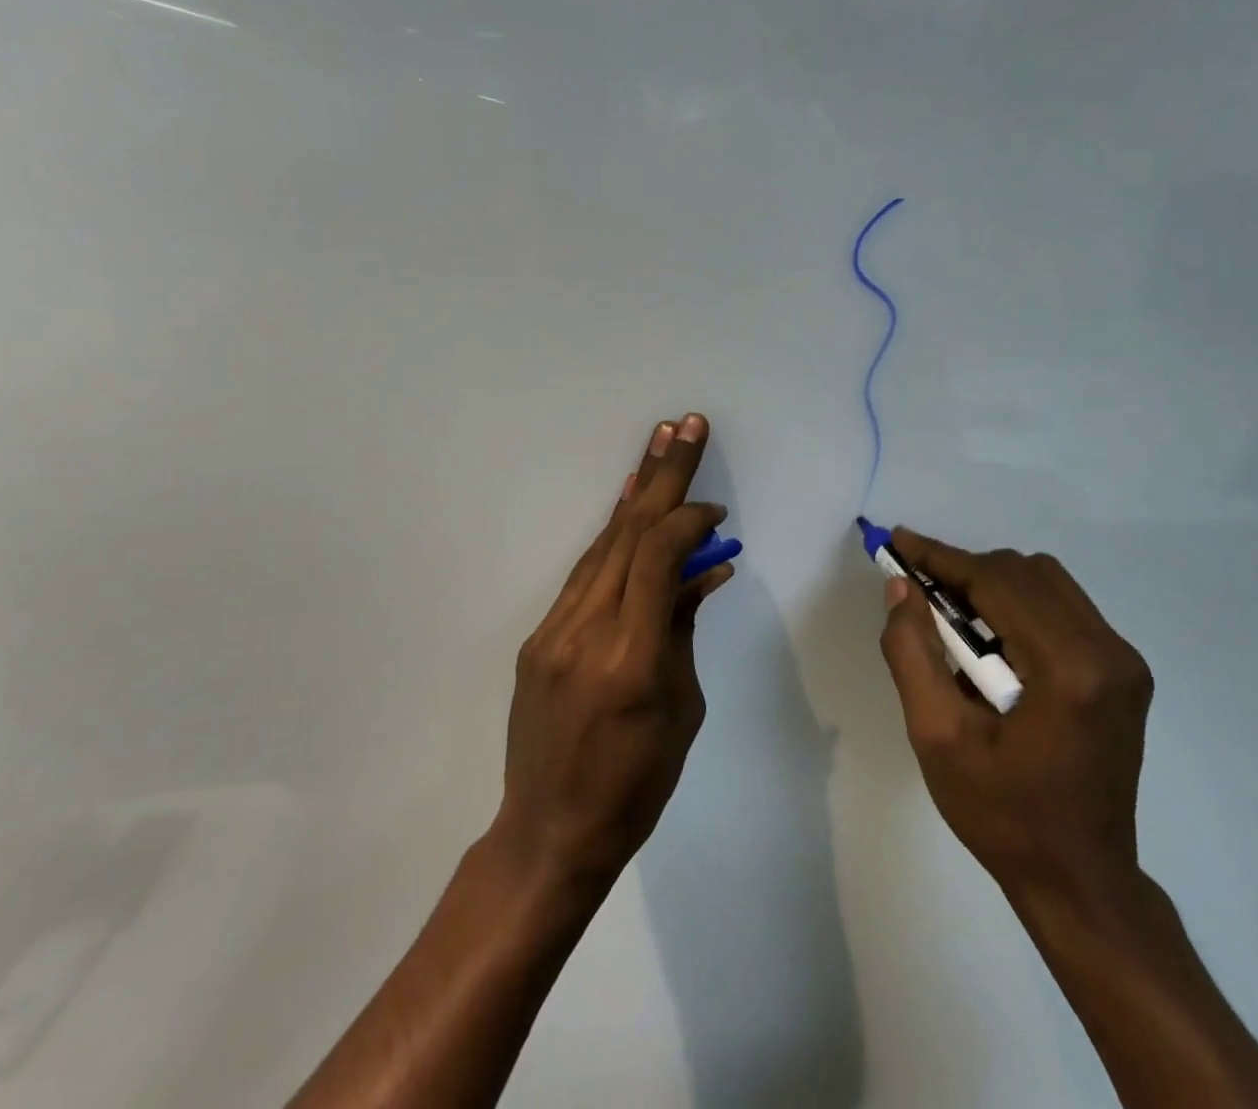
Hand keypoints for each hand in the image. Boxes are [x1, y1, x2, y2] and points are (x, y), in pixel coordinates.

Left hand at [493, 414, 734, 890]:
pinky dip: (610, 534)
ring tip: (658, 444)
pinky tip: (626, 504)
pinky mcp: (539, 636)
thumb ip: (685, 628)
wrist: (550, 832)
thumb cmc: (636, 783)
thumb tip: (706, 571)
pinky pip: (584, 573)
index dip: (690, 521)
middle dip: (663, 474)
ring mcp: (554, 630)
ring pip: (603, 544)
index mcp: (630, 655)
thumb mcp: (682, 708)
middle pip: (628, 533)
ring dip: (635, 493)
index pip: (659, 557)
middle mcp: (585, 629)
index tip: (718, 515)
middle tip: (686, 424)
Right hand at [878, 530, 1154, 901]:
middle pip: (1024, 572)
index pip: (997, 583)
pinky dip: (1018, 606)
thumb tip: (901, 587)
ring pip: (1046, 582)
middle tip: (917, 590)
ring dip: (992, 586)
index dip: (942, 558)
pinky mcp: (1124, 671)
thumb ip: (912, 653)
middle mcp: (1108, 651)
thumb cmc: (1002, 816)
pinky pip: (1063, 608)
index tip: (898, 541)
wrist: (1080, 880)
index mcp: (1068, 670)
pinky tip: (991, 642)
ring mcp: (1124, 660)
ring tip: (950, 617)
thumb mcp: (937, 738)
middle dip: (965, 571)